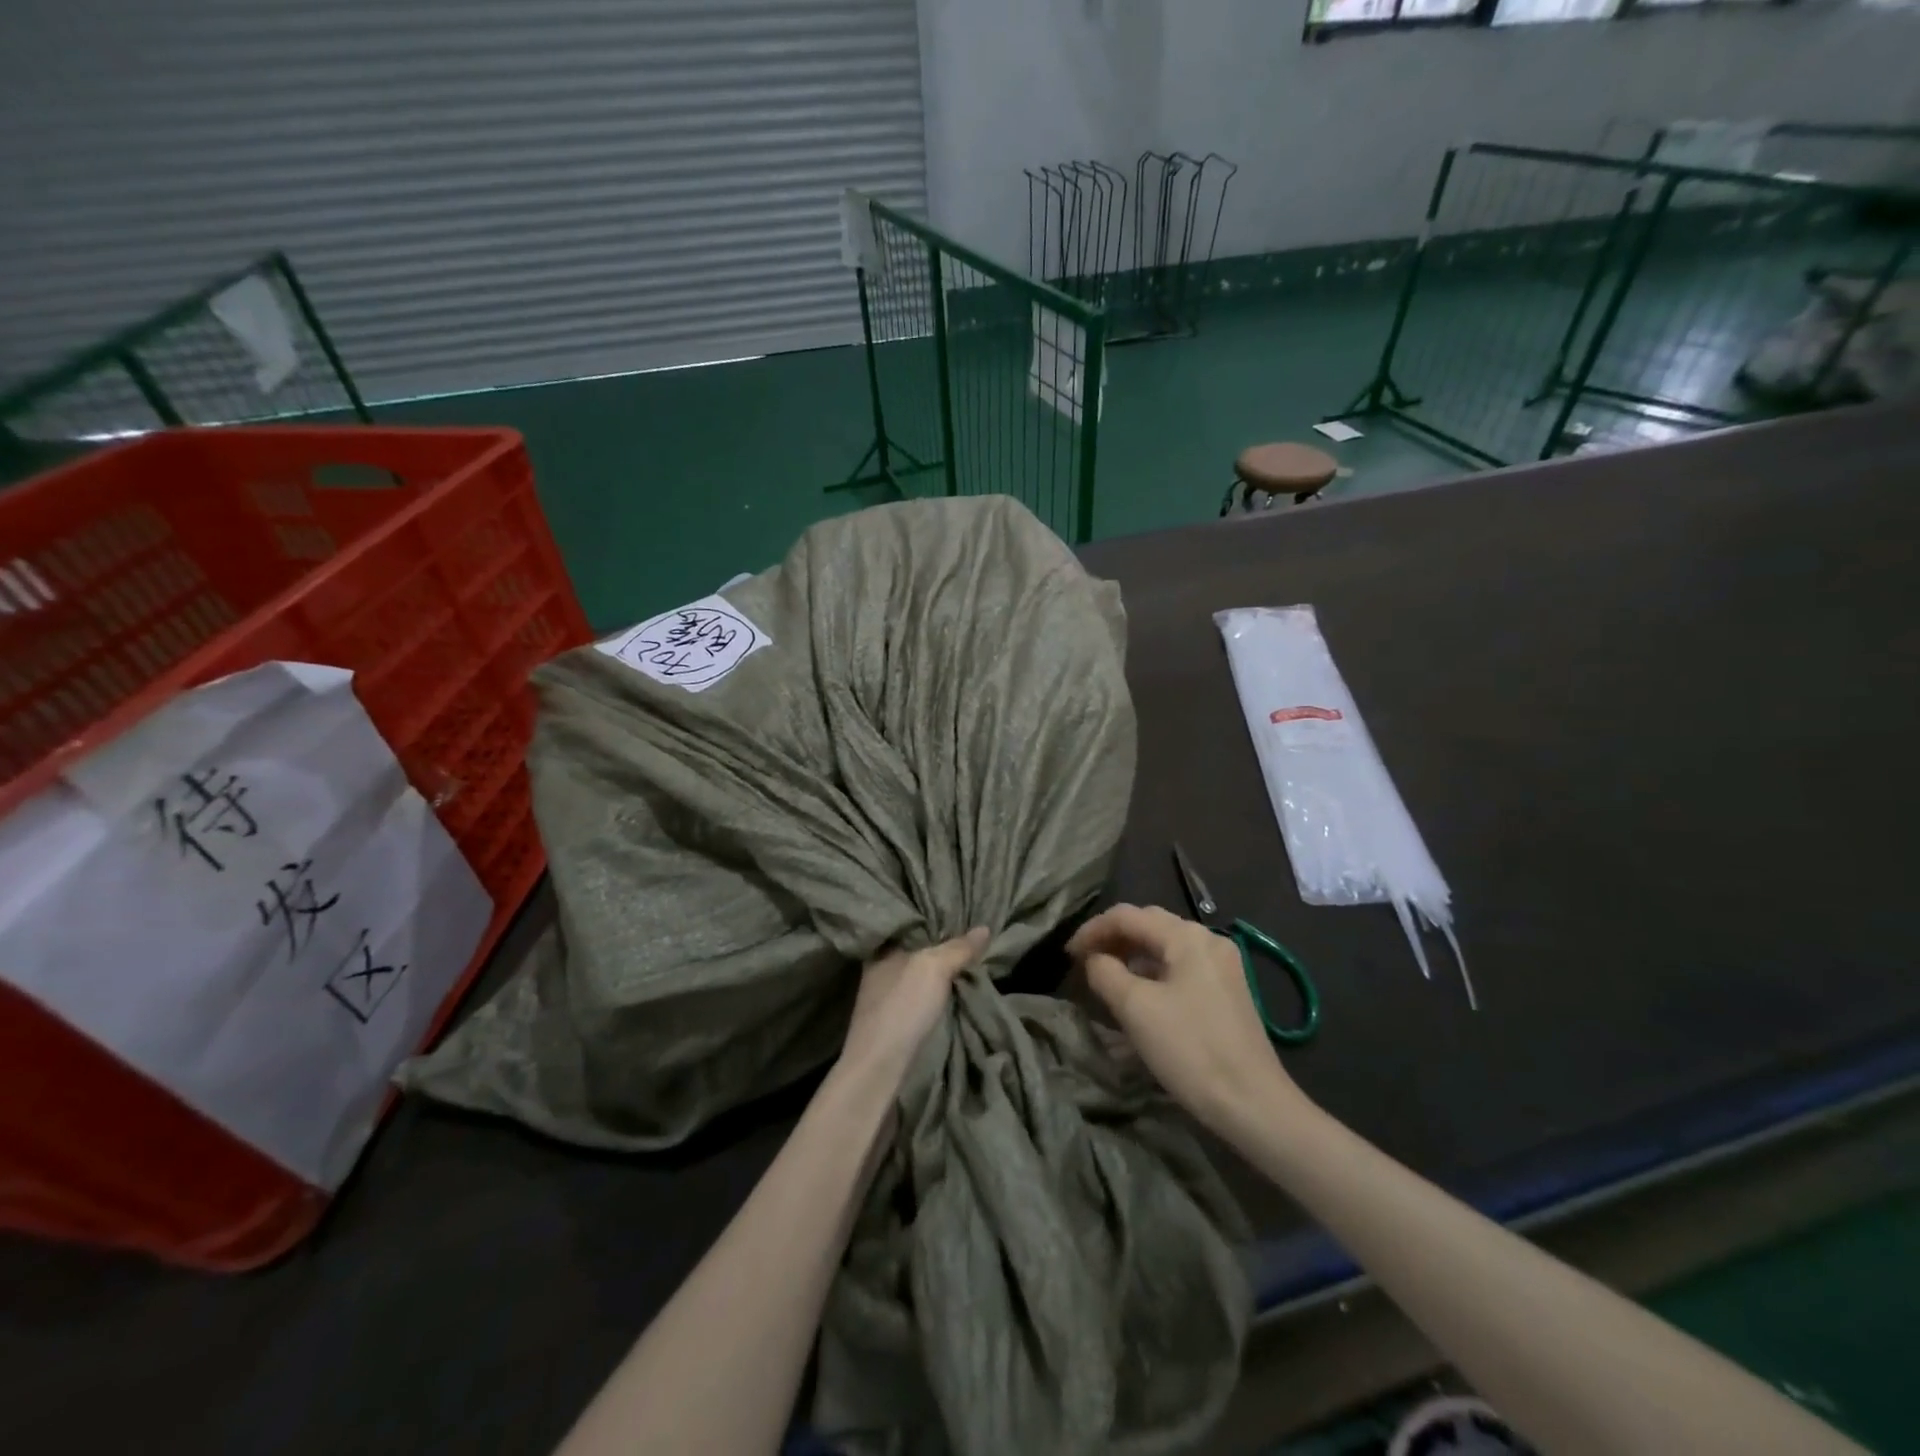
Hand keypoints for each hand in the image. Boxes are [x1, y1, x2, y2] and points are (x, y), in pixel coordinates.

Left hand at [836, 927, 987, 1097]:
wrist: (880, 1070)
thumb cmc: (902, 1008)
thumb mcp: (933, 968)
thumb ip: (958, 948)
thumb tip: (984, 928)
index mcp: (882, 951)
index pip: (909, 924)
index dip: (932, 918)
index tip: (958, 911)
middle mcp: (880, 971)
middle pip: (917, 950)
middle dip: (941, 945)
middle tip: (973, 934)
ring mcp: (887, 999)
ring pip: (920, 975)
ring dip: (942, 971)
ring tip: (972, 959)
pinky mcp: (896, 1024)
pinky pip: (923, 997)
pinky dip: (939, 993)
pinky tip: (957, 990)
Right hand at [1068, 904, 1307, 1136]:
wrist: (1253, 1103)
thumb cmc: (1190, 1049)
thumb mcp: (1135, 1008)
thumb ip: (1105, 972)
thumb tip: (1094, 959)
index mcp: (1187, 936)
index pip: (1127, 916)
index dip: (1092, 930)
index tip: (1067, 955)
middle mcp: (1208, 940)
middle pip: (1148, 925)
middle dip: (1112, 939)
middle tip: (1084, 962)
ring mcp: (1222, 965)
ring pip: (1165, 948)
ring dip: (1131, 957)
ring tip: (1105, 979)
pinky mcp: (1227, 991)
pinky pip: (1180, 969)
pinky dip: (1153, 974)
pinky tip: (1138, 997)